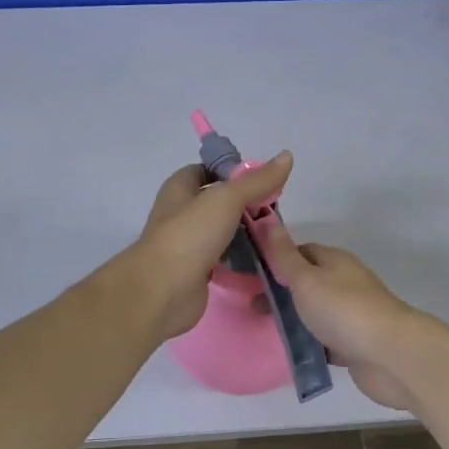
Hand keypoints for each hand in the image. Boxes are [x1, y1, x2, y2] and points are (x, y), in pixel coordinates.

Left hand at [123, 153, 294, 344]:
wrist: (161, 292)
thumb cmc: (189, 235)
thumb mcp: (226, 199)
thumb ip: (257, 181)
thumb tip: (287, 156)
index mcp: (181, 187)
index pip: (211, 169)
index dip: (237, 172)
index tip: (266, 182)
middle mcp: (182, 212)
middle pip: (220, 201)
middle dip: (248, 205)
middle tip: (276, 213)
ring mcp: (188, 243)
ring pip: (223, 231)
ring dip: (246, 234)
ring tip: (275, 236)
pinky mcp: (197, 270)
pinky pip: (224, 258)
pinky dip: (241, 260)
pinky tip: (263, 261)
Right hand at [254, 217, 433, 410]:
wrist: (391, 356)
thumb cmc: (343, 309)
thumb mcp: (306, 278)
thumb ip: (285, 256)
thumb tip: (269, 222)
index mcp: (334, 261)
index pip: (300, 251)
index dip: (275, 259)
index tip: (249, 273)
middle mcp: (344, 282)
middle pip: (306, 283)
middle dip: (280, 292)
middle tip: (250, 306)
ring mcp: (351, 314)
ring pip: (314, 312)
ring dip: (293, 319)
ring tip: (263, 329)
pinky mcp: (354, 343)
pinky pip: (324, 339)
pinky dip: (308, 343)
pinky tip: (289, 352)